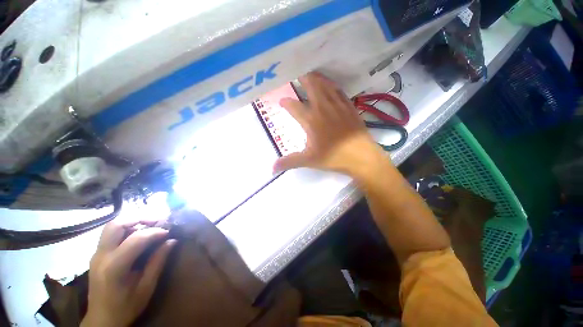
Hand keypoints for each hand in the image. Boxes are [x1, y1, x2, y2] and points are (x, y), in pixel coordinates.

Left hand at [81, 219, 175, 326]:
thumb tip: (172, 241)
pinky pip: (110, 234)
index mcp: (114, 267)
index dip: (155, 232)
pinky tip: (137, 235)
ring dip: (132, 222)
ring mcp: (96, 255)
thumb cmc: (126, 307)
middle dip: (139, 218)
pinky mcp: (97, 255)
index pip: (136, 239)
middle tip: (157, 221)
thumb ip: (158, 262)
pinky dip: (126, 229)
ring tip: (149, 226)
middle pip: (116, 225)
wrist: (102, 320)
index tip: (168, 232)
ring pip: (111, 226)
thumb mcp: (146, 287)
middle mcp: (101, 256)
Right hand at [274, 72, 386, 175]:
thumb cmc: (333, 157)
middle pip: (311, 86)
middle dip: (303, 79)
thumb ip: (289, 162)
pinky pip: (339, 91)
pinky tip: (331, 85)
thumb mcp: (309, 160)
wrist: (361, 156)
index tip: (282, 101)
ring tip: (311, 74)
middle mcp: (323, 108)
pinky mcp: (349, 107)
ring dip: (317, 79)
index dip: (286, 103)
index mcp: (311, 120)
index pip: (294, 107)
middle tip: (297, 73)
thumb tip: (272, 168)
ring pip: (325, 85)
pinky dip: (332, 85)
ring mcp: (337, 106)